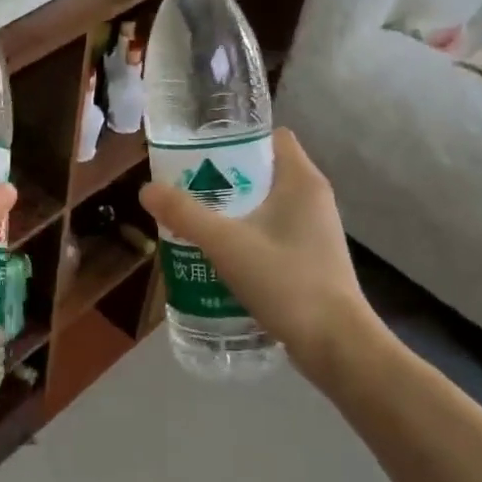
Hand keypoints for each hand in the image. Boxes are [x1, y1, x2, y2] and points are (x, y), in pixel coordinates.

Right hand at [139, 128, 380, 384]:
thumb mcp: (227, 244)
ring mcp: (314, 230)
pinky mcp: (310, 258)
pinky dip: (245, 234)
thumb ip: (185, 214)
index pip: (270, 137)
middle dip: (223, 175)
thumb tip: (146, 189)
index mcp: (301, 181)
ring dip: (231, 208)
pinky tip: (217, 253)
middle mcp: (312, 198)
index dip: (235, 136)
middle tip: (185, 185)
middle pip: (261, 170)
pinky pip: (271, 231)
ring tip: (194, 218)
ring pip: (265, 203)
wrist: (336, 345)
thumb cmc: (286, 282)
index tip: (198, 148)